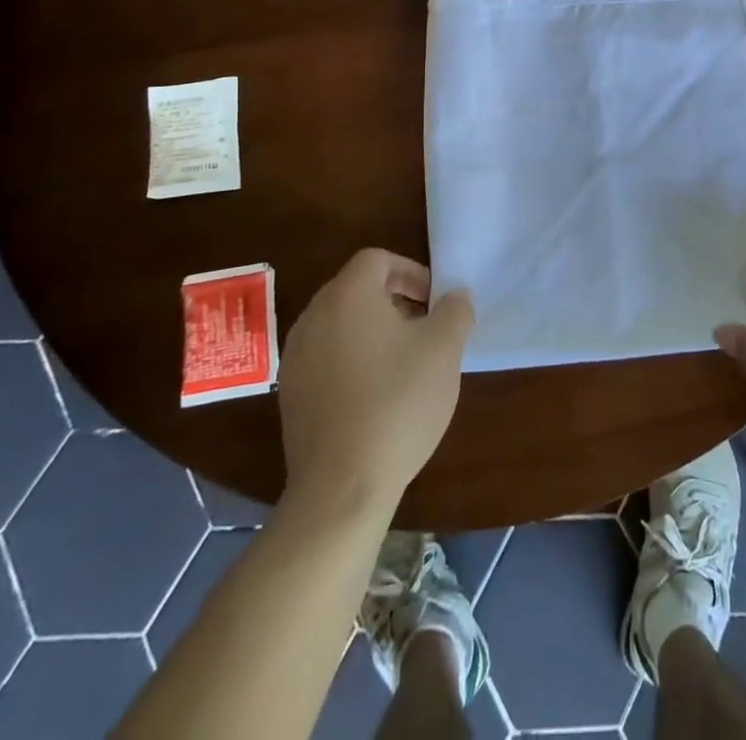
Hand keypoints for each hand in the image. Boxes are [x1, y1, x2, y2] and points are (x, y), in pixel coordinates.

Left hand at [277, 248, 473, 510]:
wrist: (341, 486)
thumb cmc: (397, 403)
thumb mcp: (444, 349)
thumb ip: (455, 310)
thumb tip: (455, 296)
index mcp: (348, 295)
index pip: (377, 259)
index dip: (411, 271)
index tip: (434, 301)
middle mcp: (314, 316)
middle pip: (356, 288)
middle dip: (394, 299)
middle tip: (424, 328)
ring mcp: (296, 356)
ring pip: (340, 323)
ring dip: (372, 329)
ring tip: (403, 361)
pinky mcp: (290, 393)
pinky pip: (326, 356)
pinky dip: (351, 358)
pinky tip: (375, 393)